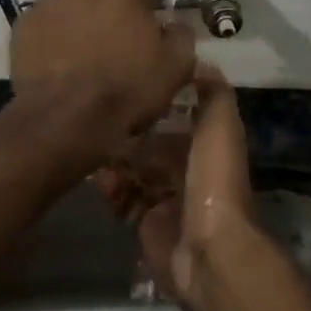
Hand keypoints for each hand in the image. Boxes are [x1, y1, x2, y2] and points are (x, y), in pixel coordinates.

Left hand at [3, 0, 196, 181]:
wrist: (66, 119)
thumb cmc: (126, 88)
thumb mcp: (176, 66)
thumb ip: (181, 35)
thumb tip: (175, 25)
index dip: (145, 9)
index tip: (147, 33)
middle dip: (109, 13)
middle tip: (115, 47)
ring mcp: (48, 2)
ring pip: (71, 8)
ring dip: (79, 24)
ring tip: (83, 59)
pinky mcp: (23, 26)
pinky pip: (45, 27)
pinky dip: (52, 40)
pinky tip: (59, 66)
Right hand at [96, 64, 257, 310]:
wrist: (208, 250)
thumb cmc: (213, 179)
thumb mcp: (220, 125)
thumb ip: (212, 93)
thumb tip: (198, 60)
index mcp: (207, 146)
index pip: (178, 117)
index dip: (156, 102)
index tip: (129, 83)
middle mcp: (187, 170)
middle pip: (152, 145)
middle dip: (129, 132)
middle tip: (99, 115)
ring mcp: (167, 200)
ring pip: (135, 171)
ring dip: (115, 159)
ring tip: (90, 142)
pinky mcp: (147, 225)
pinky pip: (124, 201)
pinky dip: (110, 188)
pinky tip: (95, 176)